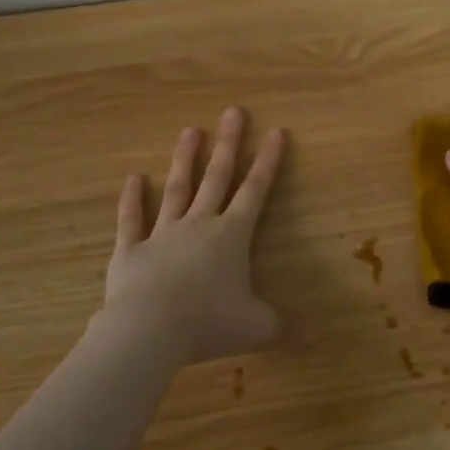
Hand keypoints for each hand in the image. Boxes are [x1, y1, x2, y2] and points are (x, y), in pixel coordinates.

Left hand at [95, 108, 289, 364]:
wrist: (149, 330)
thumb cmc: (209, 323)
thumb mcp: (256, 328)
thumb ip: (284, 328)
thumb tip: (317, 338)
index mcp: (232, 236)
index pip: (256, 191)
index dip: (268, 162)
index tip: (276, 132)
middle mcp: (199, 225)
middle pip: (217, 178)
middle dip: (228, 144)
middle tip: (232, 112)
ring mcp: (163, 234)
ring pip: (177, 190)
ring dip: (184, 160)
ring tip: (189, 130)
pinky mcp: (131, 251)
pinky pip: (132, 220)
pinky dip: (132, 200)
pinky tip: (132, 178)